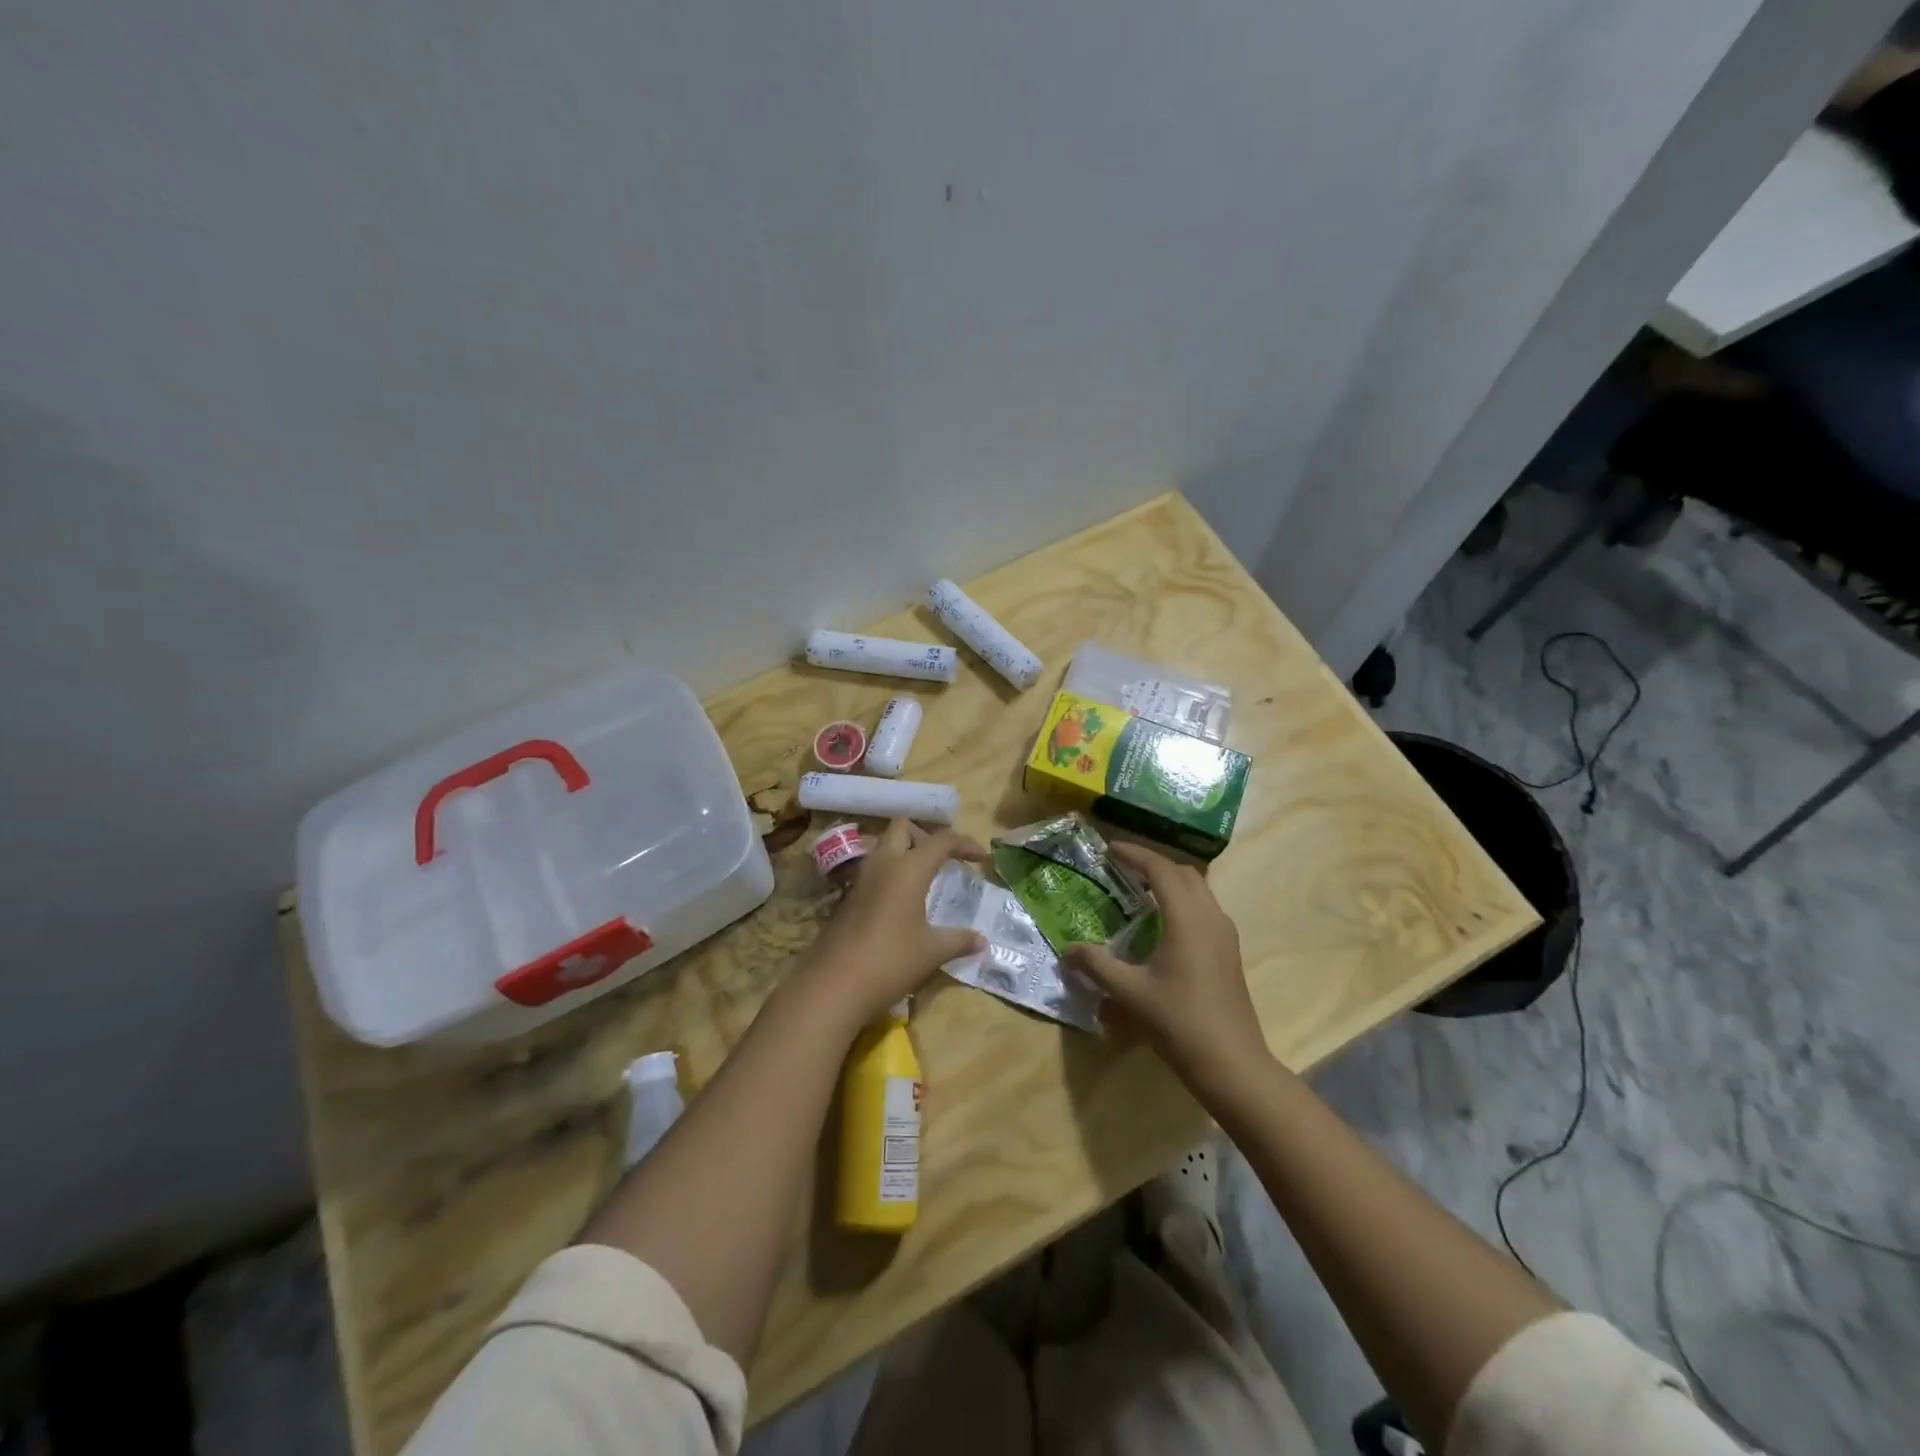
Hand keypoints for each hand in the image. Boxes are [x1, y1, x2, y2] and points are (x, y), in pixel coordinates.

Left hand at [802, 818, 986, 1026]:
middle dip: (926, 836)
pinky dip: (891, 872)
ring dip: (905, 852)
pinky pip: (874, 869)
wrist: (834, 984)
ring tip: (924, 877)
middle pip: (903, 827)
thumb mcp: (932, 952)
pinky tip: (902, 901)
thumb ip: (959, 940)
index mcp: (909, 868)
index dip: (965, 844)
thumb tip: (983, 942)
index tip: (981, 858)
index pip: (942, 840)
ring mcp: (862, 878)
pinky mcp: (849, 896)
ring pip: (884, 845)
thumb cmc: (890, 961)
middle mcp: (884, 863)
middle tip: (943, 860)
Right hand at [1065, 842, 1269, 1093]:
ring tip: (1138, 890)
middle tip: (1122, 867)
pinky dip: (1181, 900)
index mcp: (1188, 918)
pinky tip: (1161, 922)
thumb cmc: (1180, 1022)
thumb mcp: (1130, 993)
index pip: (1161, 869)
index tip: (1109, 849)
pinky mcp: (1228, 951)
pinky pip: (1204, 908)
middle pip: (1184, 872)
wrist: (1233, 1063)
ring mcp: (1224, 934)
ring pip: (1199, 889)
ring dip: (1170, 881)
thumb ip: (1097, 965)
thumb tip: (1068, 950)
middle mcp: (1211, 917)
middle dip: (1153, 863)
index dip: (1135, 854)